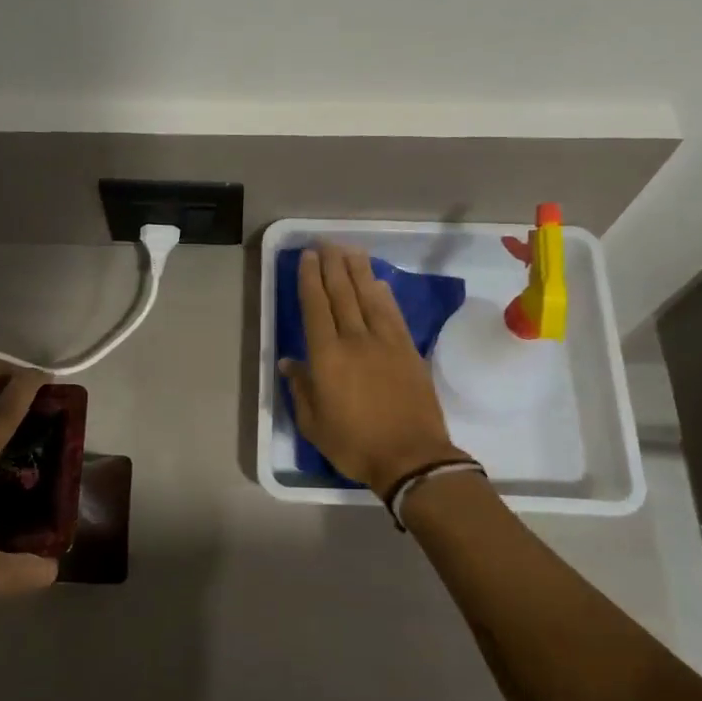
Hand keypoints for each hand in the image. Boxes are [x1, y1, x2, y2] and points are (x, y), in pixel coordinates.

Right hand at [279, 245, 465, 493]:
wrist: (411, 457)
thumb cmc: (355, 444)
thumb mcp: (314, 424)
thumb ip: (300, 389)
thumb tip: (289, 362)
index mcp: (327, 356)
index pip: (316, 307)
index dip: (310, 279)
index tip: (307, 257)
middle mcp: (355, 339)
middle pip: (342, 293)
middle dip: (332, 265)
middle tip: (325, 243)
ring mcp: (385, 342)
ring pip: (369, 296)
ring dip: (359, 271)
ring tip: (350, 250)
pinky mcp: (408, 349)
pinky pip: (393, 314)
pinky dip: (384, 295)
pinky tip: (379, 283)